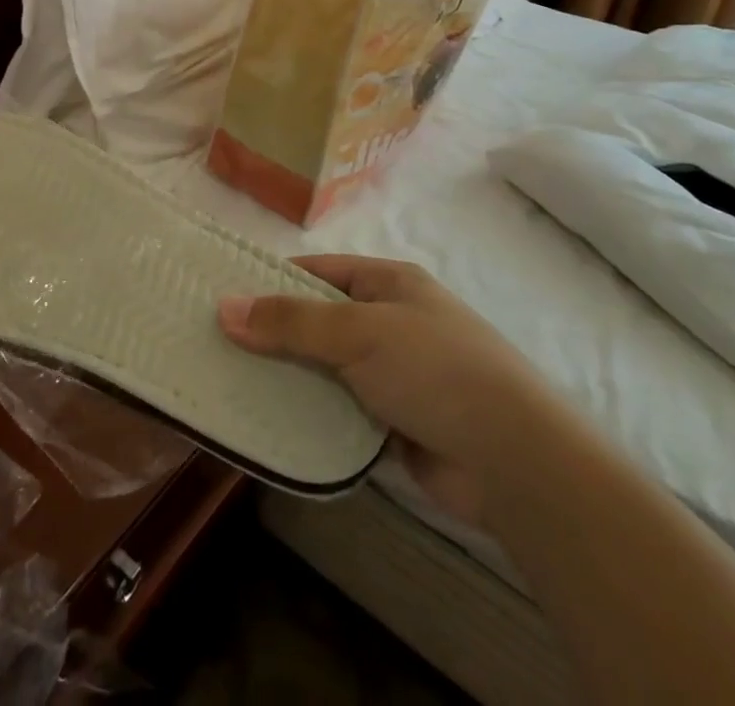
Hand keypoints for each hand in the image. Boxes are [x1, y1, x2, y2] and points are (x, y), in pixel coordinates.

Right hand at [218, 256, 562, 523]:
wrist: (517, 463)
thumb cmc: (435, 370)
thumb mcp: (358, 332)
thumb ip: (291, 321)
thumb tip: (224, 308)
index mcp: (388, 283)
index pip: (317, 271)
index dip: (271, 281)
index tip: (225, 298)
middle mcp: (391, 322)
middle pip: (318, 321)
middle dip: (274, 332)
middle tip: (218, 343)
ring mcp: (395, 374)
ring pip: (326, 368)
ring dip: (290, 375)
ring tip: (231, 380)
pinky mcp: (396, 422)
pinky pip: (340, 409)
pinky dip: (311, 413)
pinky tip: (271, 419)